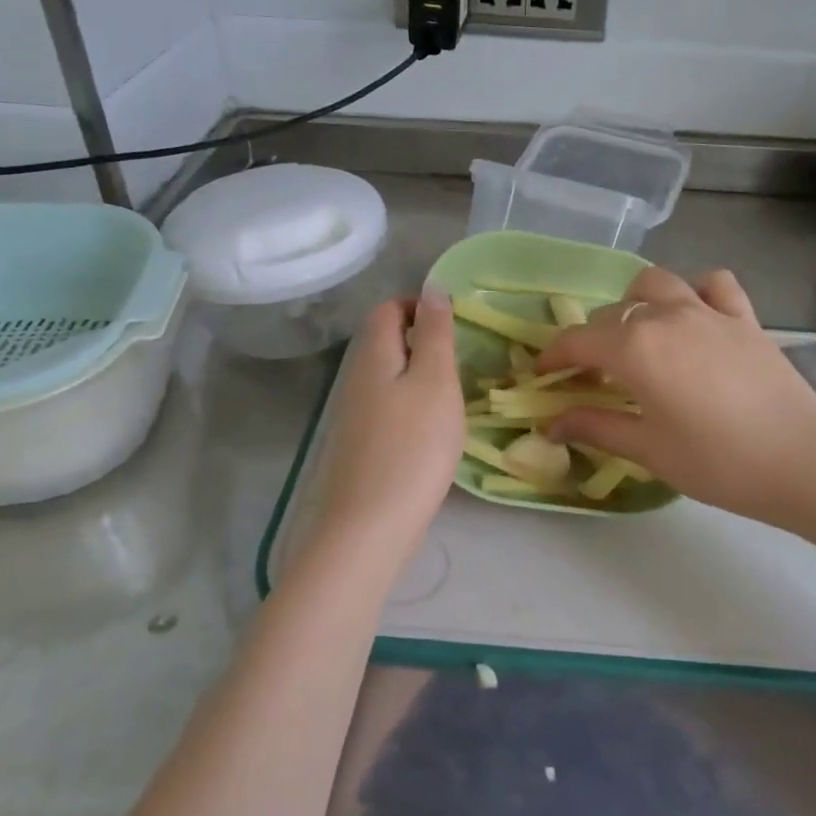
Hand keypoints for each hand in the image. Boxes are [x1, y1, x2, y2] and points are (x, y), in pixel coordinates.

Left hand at [310, 290, 463, 566]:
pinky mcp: (360, 446)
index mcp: (372, 354)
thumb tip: (433, 288)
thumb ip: (435, 333)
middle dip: (424, 343)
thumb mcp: (435, 381)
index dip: (421, 307)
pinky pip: (388, 409)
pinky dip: (412, 408)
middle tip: (462, 365)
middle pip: (386, 342)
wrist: (369, 527)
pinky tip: (433, 432)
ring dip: (421, 378)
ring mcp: (354, 415)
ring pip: (389, 377)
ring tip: (454, 398)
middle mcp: (355, 378)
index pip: (389, 309)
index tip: (457, 327)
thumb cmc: (412, 447)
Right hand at [535, 267, 815, 529]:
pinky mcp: (744, 318)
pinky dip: (696, 292)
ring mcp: (709, 311)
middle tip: (592, 378)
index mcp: (635, 347)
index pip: (578, 341)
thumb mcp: (647, 449)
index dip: (553, 357)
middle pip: (613, 313)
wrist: (801, 461)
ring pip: (657, 284)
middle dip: (592, 340)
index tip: (542, 376)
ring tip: (638, 336)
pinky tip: (695, 317)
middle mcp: (667, 316)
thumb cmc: (716, 461)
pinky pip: (714, 285)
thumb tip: (551, 424)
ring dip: (636, 303)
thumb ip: (595, 427)